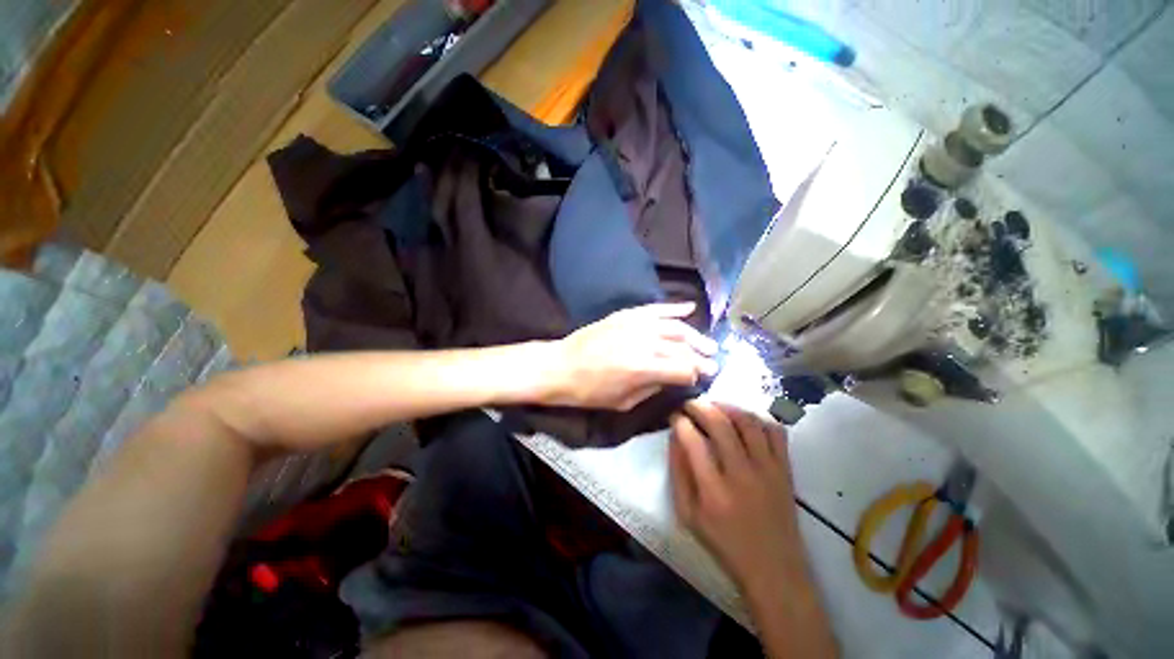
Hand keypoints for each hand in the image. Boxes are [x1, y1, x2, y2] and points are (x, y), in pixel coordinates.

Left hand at [545, 303, 717, 410]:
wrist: (561, 366)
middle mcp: (645, 343)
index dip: (697, 374)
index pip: (684, 368)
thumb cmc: (590, 391)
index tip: (704, 378)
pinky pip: (655, 309)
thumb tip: (672, 378)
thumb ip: (653, 388)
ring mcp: (635, 325)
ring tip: (708, 343)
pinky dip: (673, 308)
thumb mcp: (624, 401)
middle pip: (683, 347)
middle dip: (701, 356)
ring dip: (695, 334)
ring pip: (674, 327)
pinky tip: (689, 308)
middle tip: (713, 361)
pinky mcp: (626, 315)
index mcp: (644, 368)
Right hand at [669, 401, 801, 588]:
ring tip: (713, 406)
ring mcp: (768, 470)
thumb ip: (678, 473)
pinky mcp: (786, 469)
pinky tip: (743, 419)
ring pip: (748, 421)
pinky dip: (758, 417)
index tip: (673, 416)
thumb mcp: (688, 515)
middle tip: (689, 404)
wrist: (774, 568)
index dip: (679, 421)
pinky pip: (775, 430)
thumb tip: (674, 437)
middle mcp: (742, 475)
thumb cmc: (724, 543)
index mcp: (714, 491)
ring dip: (727, 406)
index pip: (692, 441)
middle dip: (699, 406)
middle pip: (720, 423)